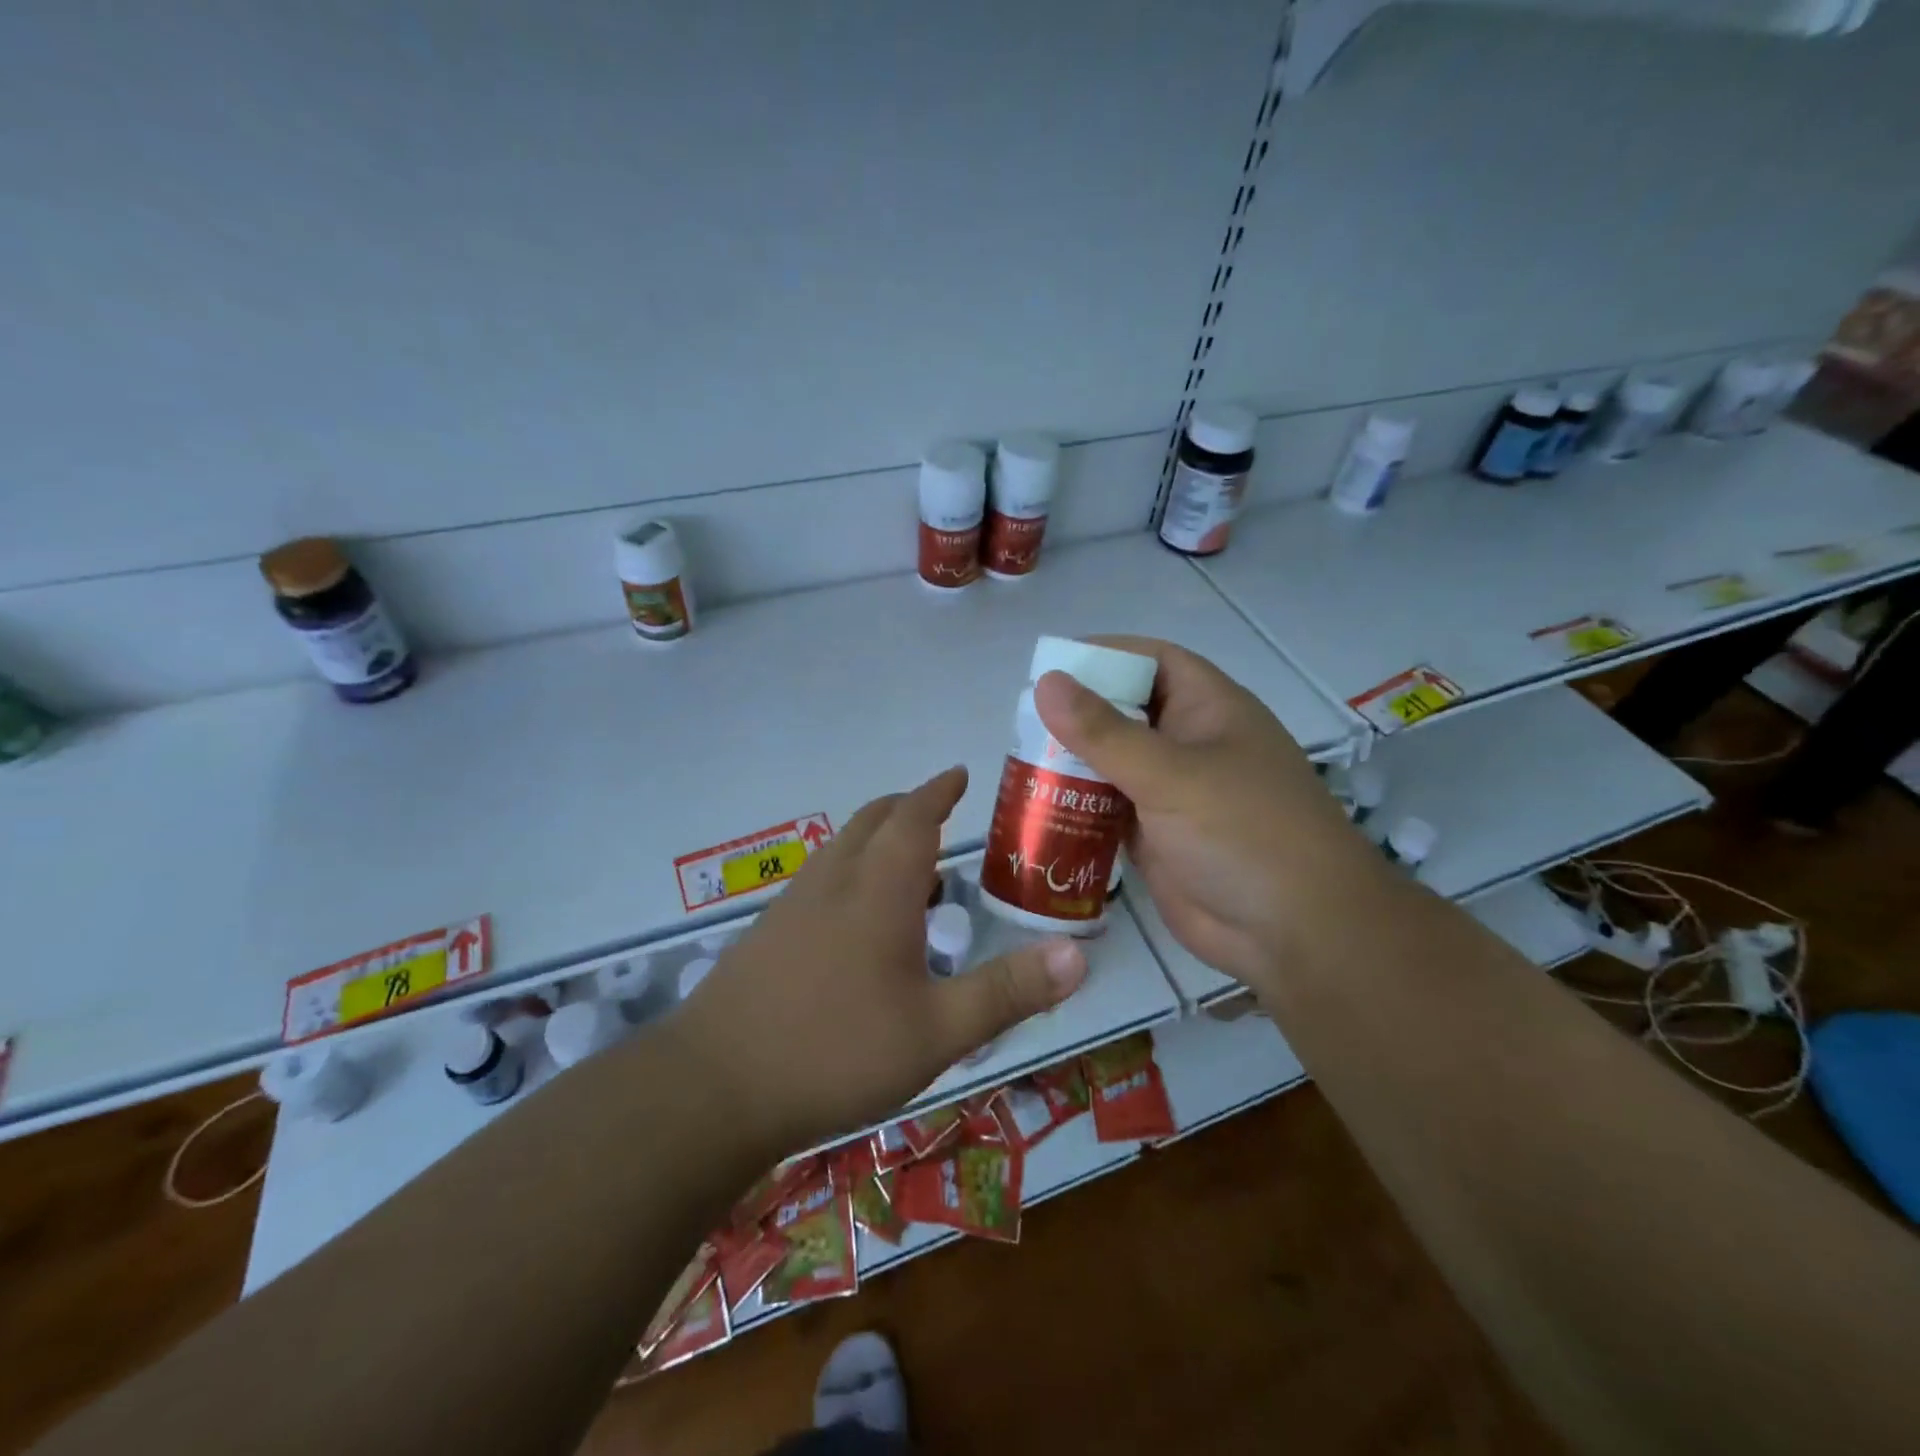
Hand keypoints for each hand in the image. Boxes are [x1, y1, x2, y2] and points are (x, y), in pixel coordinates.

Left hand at [670, 767, 1087, 1152]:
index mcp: (878, 889)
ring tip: (915, 872)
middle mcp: (833, 881)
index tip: (959, 774)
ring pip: (843, 849)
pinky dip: (854, 873)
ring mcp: (793, 905)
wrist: (713, 1088)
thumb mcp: (937, 1031)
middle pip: (873, 820)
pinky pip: (822, 879)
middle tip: (942, 814)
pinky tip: (863, 924)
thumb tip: (1079, 954)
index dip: (939, 791)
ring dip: (879, 841)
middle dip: (909, 808)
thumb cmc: (834, 1051)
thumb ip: (1008, 991)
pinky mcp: (769, 933)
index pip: (913, 816)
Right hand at [1035, 637, 1390, 991]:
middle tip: (1021, 721)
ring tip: (1017, 762)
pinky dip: (1078, 806)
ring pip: (1113, 763)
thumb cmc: (1244, 833)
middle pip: (1125, 712)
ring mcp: (1174, 793)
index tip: (1051, 665)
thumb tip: (1045, 682)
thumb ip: (1104, 732)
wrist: (1294, 933)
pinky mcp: (1158, 836)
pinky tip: (1038, 808)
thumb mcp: (1171, 774)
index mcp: (1209, 709)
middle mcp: (1190, 744)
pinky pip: (1109, 808)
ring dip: (1072, 763)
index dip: (1105, 655)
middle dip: (1077, 714)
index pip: (1153, 660)